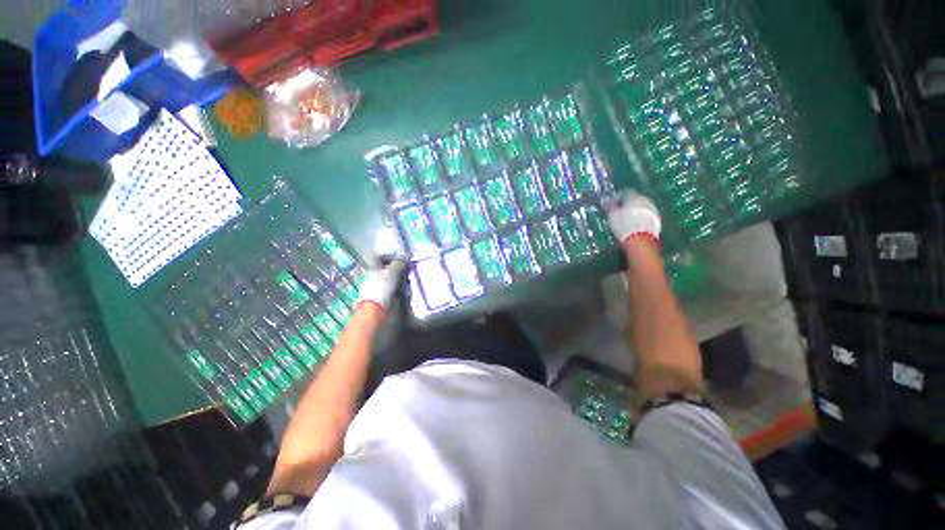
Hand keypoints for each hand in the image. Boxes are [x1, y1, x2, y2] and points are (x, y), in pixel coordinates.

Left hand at [356, 259, 406, 309]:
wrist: (375, 307)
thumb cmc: (382, 286)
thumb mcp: (393, 271)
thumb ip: (399, 263)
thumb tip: (405, 257)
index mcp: (373, 267)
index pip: (381, 258)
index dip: (391, 257)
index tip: (401, 261)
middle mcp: (371, 275)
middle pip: (384, 269)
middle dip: (395, 269)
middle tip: (406, 271)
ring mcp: (374, 287)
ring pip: (386, 279)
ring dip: (396, 279)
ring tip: (405, 282)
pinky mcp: (377, 296)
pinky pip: (387, 288)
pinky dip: (394, 288)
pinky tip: (400, 291)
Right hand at [602, 189, 660, 244]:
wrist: (641, 241)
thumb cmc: (624, 225)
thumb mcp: (612, 215)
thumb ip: (608, 206)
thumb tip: (604, 199)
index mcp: (634, 196)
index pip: (625, 192)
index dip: (617, 197)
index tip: (611, 205)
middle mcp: (645, 200)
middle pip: (634, 199)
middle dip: (626, 204)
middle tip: (618, 212)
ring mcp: (653, 209)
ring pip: (641, 207)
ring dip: (634, 211)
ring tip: (626, 220)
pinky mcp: (657, 220)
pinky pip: (646, 215)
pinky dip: (640, 217)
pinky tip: (634, 225)